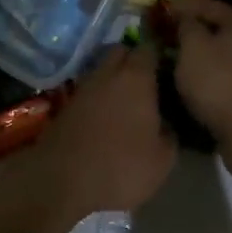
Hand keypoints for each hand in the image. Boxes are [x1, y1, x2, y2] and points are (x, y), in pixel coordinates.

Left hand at [35, 46, 175, 215]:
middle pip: (120, 52)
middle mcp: (106, 75)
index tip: (167, 69)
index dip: (159, 55)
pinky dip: (97, 99)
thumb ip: (169, 134)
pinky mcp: (64, 107)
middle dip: (132, 61)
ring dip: (113, 81)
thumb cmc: (121, 167)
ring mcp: (81, 89)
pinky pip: (87, 93)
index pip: (148, 49)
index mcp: (136, 79)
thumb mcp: (162, 159)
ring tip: (126, 105)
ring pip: (101, 72)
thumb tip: (164, 124)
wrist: (62, 183)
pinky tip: (104, 120)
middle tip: (147, 84)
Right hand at [168, 0, 231, 166]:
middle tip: (166, 32)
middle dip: (191, 29)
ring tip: (175, 56)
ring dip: (200, 52)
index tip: (159, 9)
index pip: (206, 4)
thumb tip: (185, 17)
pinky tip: (193, 77)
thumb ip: (186, 26)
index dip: (180, 5)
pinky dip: (209, 70)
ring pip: (222, 51)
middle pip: (218, 27)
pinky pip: (226, 72)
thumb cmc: (219, 83)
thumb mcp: (193, 47)